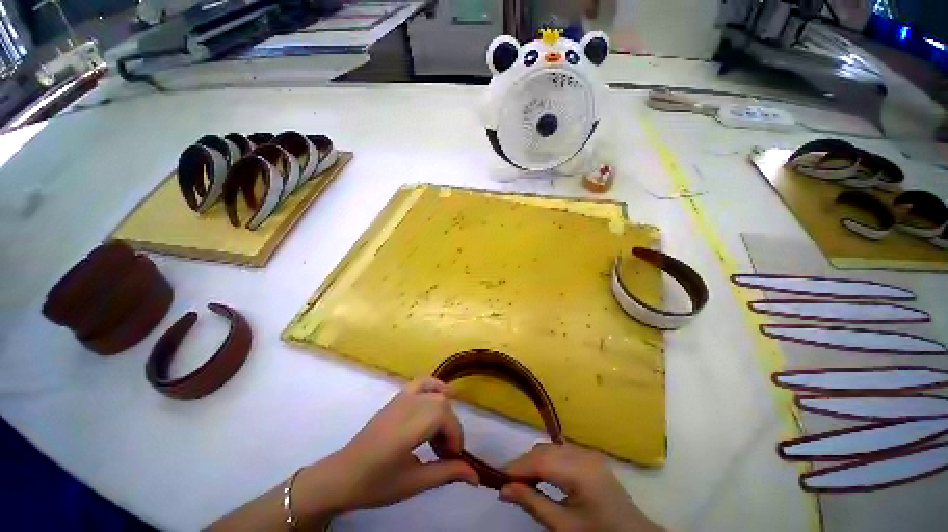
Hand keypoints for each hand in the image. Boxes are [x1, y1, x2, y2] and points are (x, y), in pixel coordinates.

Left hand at [292, 378, 478, 524]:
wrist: (342, 476)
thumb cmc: (376, 484)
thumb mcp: (413, 483)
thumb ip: (446, 474)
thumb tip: (476, 477)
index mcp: (407, 428)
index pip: (443, 416)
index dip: (455, 435)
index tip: (453, 458)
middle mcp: (406, 406)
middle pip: (442, 405)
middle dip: (451, 428)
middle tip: (445, 453)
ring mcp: (401, 398)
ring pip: (435, 395)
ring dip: (444, 413)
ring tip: (438, 436)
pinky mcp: (397, 397)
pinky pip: (422, 382)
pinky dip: (435, 386)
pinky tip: (439, 397)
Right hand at [500, 443, 662, 531]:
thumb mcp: (564, 527)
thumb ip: (533, 503)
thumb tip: (503, 489)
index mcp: (580, 470)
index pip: (539, 461)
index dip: (516, 467)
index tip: (497, 479)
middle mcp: (583, 454)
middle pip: (544, 451)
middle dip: (523, 464)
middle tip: (508, 484)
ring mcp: (588, 453)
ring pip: (550, 449)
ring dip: (534, 462)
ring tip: (522, 482)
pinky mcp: (590, 457)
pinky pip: (561, 452)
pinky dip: (547, 461)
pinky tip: (542, 477)